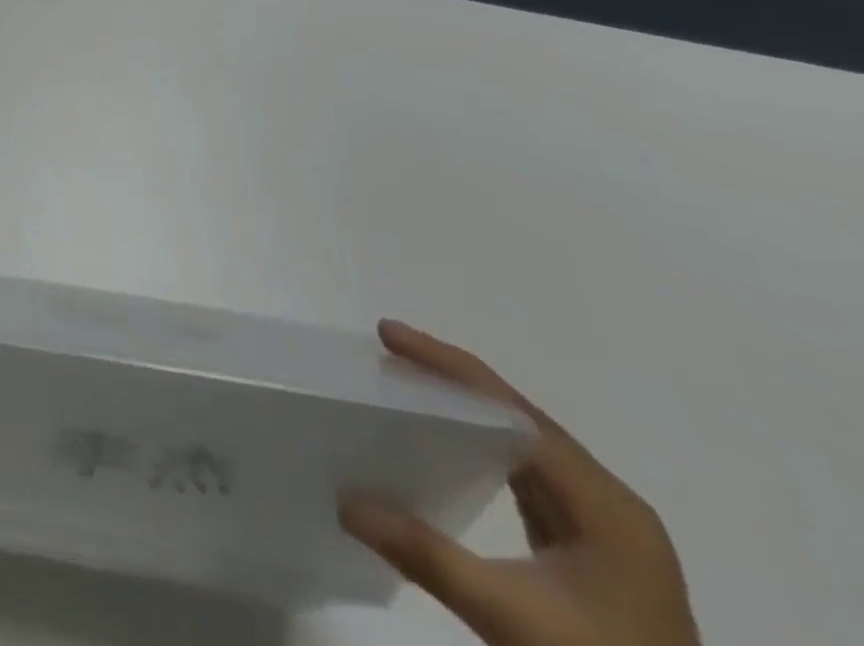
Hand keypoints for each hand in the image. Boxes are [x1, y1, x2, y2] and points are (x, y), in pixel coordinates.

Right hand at [340, 321, 699, 645]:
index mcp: (604, 503)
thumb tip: (343, 499)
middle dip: (451, 379)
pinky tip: (446, 446)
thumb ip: (424, 553)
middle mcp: (609, 503)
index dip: (448, 365)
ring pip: (523, 444)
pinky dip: (480, 448)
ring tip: (406, 386)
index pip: (513, 409)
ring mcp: (606, 531)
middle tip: (386, 353)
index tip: (387, 334)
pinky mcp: (593, 555)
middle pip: (519, 417)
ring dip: (465, 411)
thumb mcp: (507, 617)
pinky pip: (527, 476)